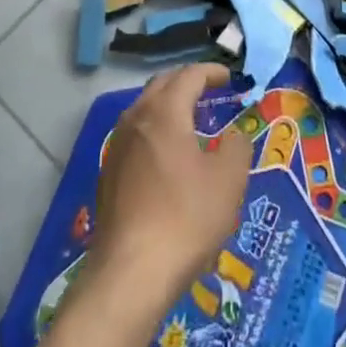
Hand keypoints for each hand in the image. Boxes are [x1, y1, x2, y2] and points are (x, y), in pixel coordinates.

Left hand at [87, 63, 251, 323]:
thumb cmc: (186, 217)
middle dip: (186, 83)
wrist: (131, 273)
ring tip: (191, 122)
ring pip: (144, 110)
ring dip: (168, 107)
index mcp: (165, 112)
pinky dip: (155, 132)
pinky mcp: (108, 175)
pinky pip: (135, 136)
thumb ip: (237, 147)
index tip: (229, 79)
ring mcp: (117, 147)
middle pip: (162, 86)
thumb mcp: (229, 180)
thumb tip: (234, 137)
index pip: (189, 76)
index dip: (211, 73)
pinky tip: (167, 157)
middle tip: (210, 92)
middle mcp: (135, 119)